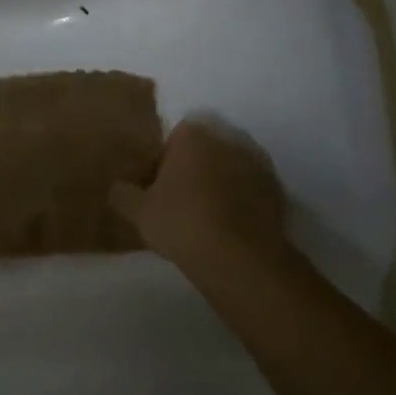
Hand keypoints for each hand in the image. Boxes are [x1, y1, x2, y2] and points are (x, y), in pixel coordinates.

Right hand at [110, 119, 291, 276]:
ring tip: (203, 218)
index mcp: (193, 136)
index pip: (172, 137)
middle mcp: (228, 140)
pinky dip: (239, 203)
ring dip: (217, 185)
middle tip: (177, 201)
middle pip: (203, 151)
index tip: (155, 187)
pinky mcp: (277, 192)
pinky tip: (227, 229)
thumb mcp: (138, 211)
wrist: (240, 258)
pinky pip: (249, 191)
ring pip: (228, 170)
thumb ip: (122, 193)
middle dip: (192, 170)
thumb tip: (118, 187)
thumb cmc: (181, 223)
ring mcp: (257, 165)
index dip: (162, 161)